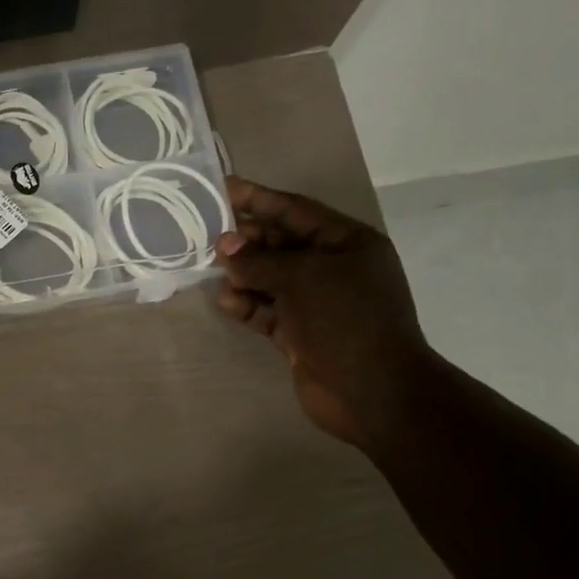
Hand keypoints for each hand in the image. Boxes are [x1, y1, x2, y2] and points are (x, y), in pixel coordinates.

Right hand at [214, 176, 433, 448]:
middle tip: (208, 232)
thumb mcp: (303, 278)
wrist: (371, 390)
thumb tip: (224, 245)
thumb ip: (260, 260)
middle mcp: (333, 269)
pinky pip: (267, 311)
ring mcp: (316, 304)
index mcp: (348, 243)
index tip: (224, 188)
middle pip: (282, 244)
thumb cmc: (346, 320)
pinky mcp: (300, 335)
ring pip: (271, 279)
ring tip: (211, 268)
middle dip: (247, 238)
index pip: (296, 212)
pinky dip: (247, 305)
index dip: (260, 199)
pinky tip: (226, 301)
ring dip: (243, 273)